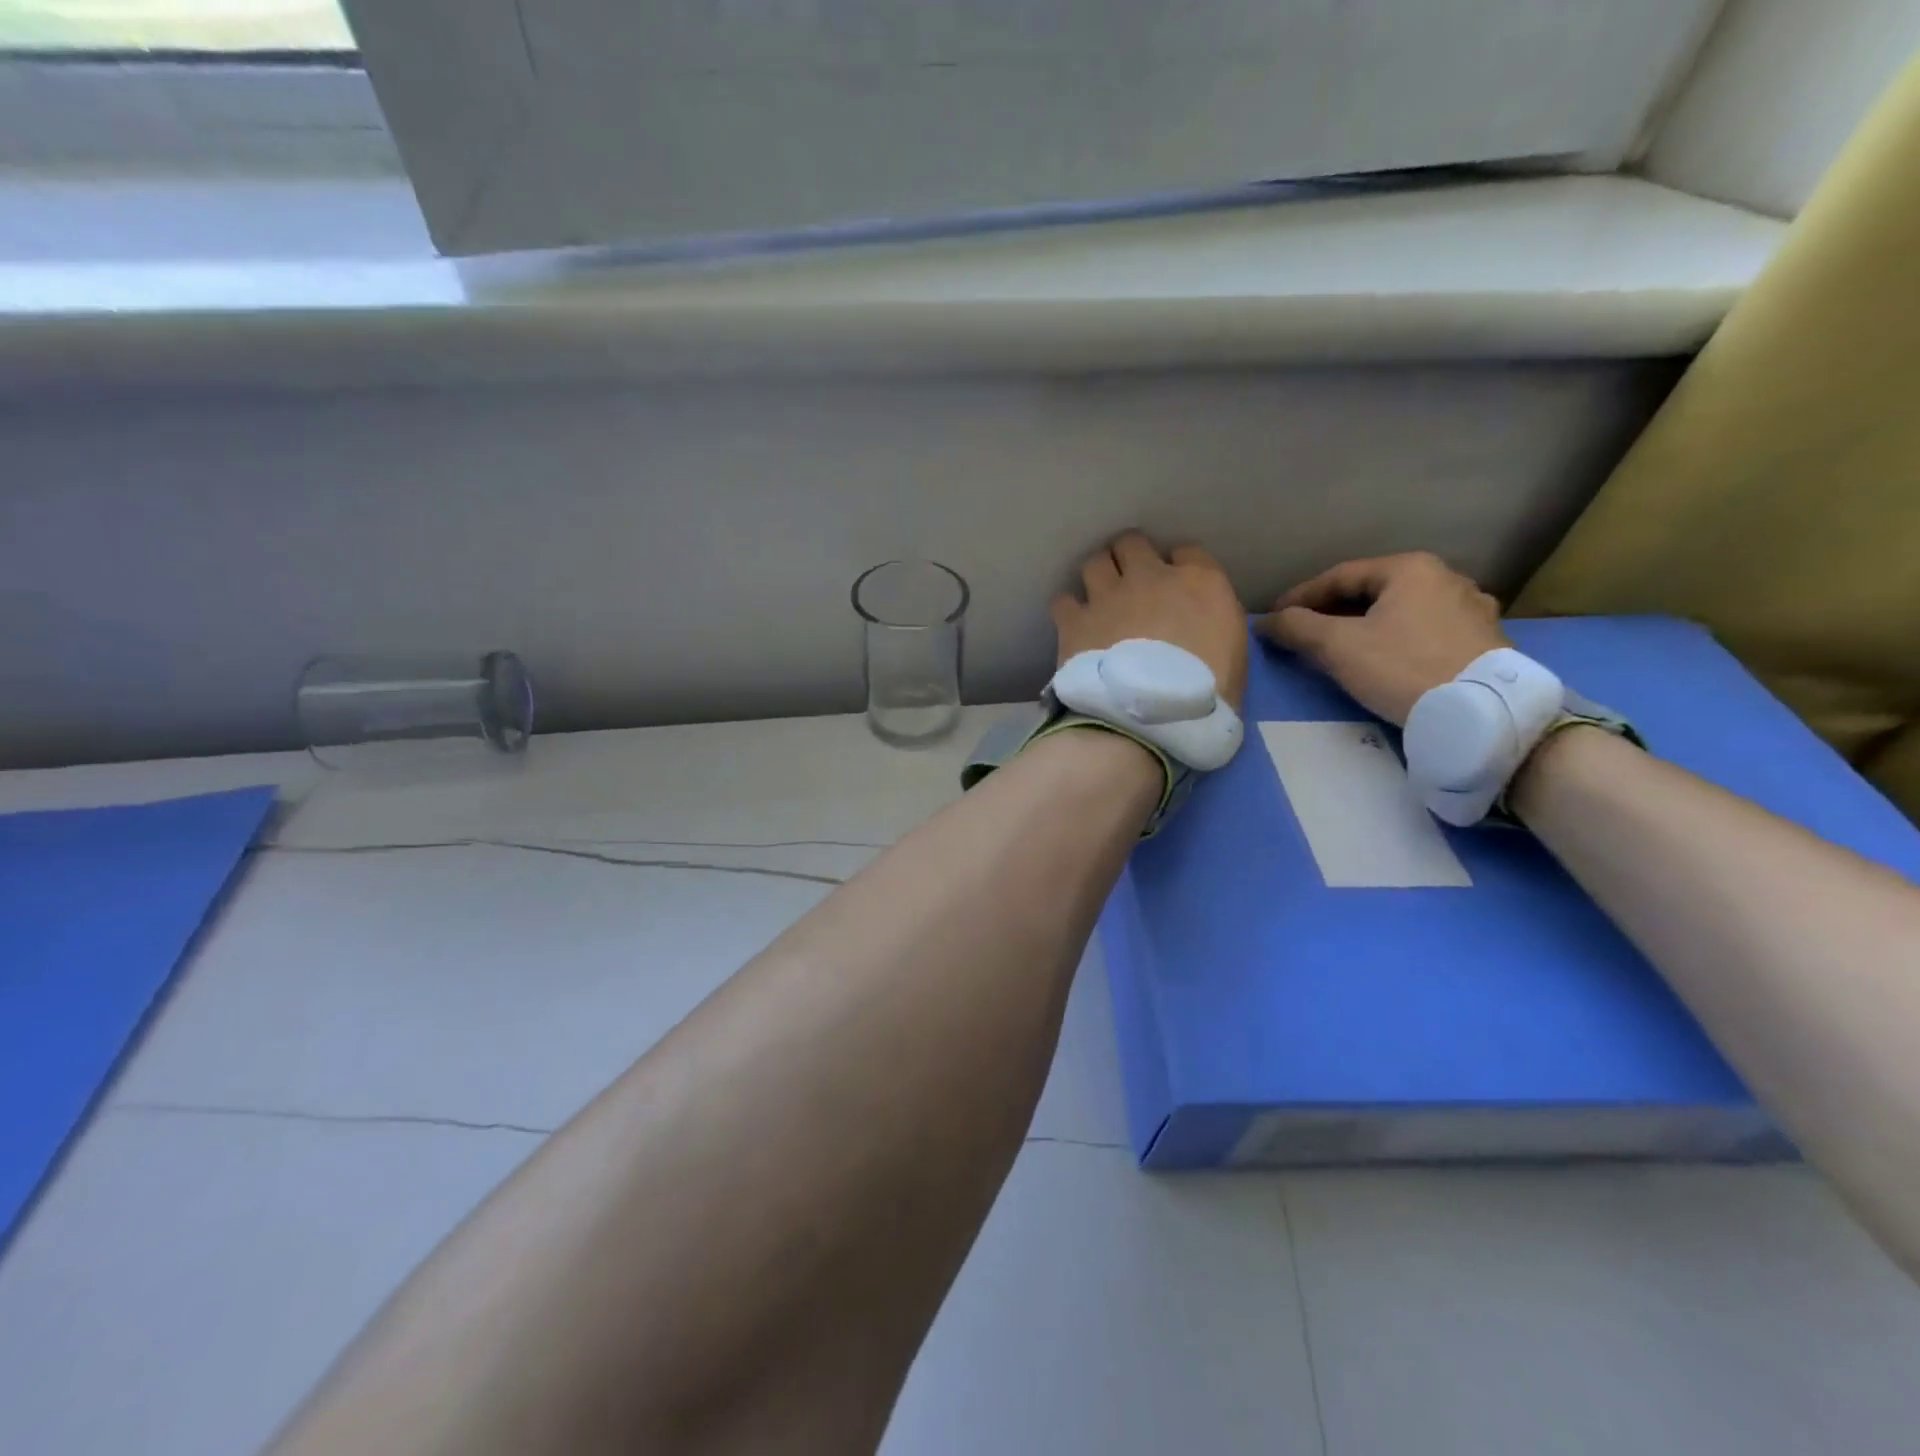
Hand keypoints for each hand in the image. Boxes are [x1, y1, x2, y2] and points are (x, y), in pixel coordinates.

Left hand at [1052, 532, 1247, 709]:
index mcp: (1199, 582)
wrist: (1149, 721)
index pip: (1187, 552)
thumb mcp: (1234, 657)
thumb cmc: (1205, 698)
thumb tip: (1200, 630)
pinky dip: (1068, 611)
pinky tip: (1074, 627)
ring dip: (1098, 577)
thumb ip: (1215, 628)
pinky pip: (1063, 600)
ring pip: (1095, 562)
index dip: (1177, 568)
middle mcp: (1151, 577)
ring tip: (1100, 601)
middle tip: (1129, 586)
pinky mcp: (1074, 621)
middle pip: (1132, 544)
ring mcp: (1108, 596)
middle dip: (1129, 559)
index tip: (1173, 589)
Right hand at [1256, 552, 1507, 724]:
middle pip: (1372, 591)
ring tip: (1340, 647)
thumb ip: (1297, 627)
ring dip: (1365, 625)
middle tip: (1303, 633)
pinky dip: (1396, 638)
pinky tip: (1384, 658)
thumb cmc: (1402, 668)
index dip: (1300, 597)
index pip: (1340, 576)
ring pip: (1400, 611)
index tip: (1275, 617)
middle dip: (1333, 611)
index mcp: (1411, 568)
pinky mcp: (1484, 640)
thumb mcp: (1338, 646)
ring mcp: (1472, 609)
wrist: (1480, 713)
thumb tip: (1266, 622)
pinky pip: (1425, 630)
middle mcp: (1447, 578)